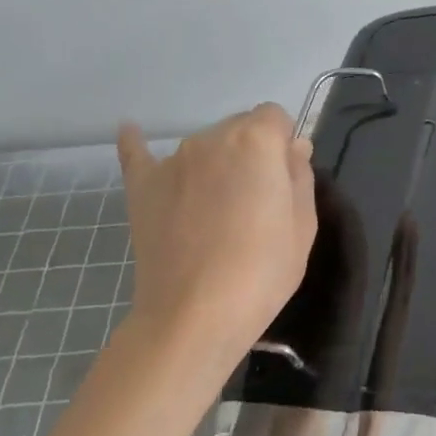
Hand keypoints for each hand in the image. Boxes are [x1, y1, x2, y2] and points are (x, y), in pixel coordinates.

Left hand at [116, 105, 315, 362]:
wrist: (195, 316)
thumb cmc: (262, 270)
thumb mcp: (303, 224)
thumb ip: (300, 175)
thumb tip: (293, 148)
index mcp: (257, 140)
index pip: (276, 118)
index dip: (284, 147)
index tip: (284, 182)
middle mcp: (212, 138)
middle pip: (239, 128)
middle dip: (252, 153)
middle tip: (255, 202)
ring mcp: (173, 161)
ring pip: (204, 146)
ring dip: (216, 163)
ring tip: (215, 209)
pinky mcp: (142, 186)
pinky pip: (138, 153)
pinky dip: (138, 143)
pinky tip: (131, 131)